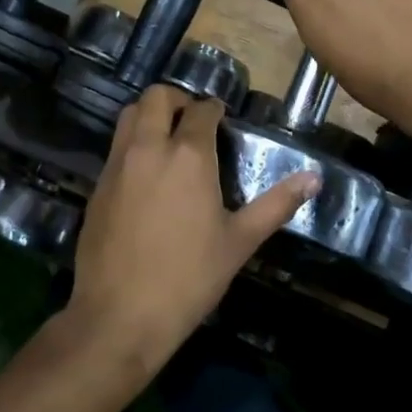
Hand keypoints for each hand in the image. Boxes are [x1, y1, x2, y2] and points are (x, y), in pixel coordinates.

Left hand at [66, 86, 316, 377]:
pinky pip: (116, 145)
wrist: (120, 315)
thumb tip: (314, 178)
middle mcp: (150, 147)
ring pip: (130, 114)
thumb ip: (277, 204)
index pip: (202, 110)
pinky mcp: (98, 184)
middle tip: (193, 120)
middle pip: (157, 97)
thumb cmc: (189, 278)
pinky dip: (133, 141)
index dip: (214, 108)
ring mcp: (118, 164)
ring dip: (150, 113)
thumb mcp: (239, 242)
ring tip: (168, 137)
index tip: (222, 117)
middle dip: (177, 99)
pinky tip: (146, 171)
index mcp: (189, 156)